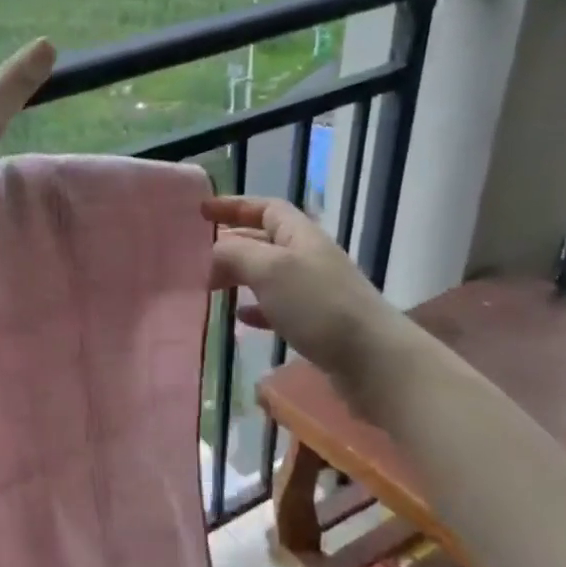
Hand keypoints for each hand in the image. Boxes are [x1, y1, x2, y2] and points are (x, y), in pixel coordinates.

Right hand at [204, 195, 408, 401]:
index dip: (234, 206)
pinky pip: (277, 308)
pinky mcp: (315, 323)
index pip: (265, 208)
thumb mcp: (270, 270)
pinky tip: (238, 318)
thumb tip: (211, 250)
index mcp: (300, 235)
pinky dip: (255, 309)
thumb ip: (235, 254)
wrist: (371, 360)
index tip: (201, 212)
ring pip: (267, 275)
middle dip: (230, 243)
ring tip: (208, 286)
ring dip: (238, 276)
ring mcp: (313, 292)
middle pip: (263, 240)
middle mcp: (307, 257)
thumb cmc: (318, 305)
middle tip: (194, 256)